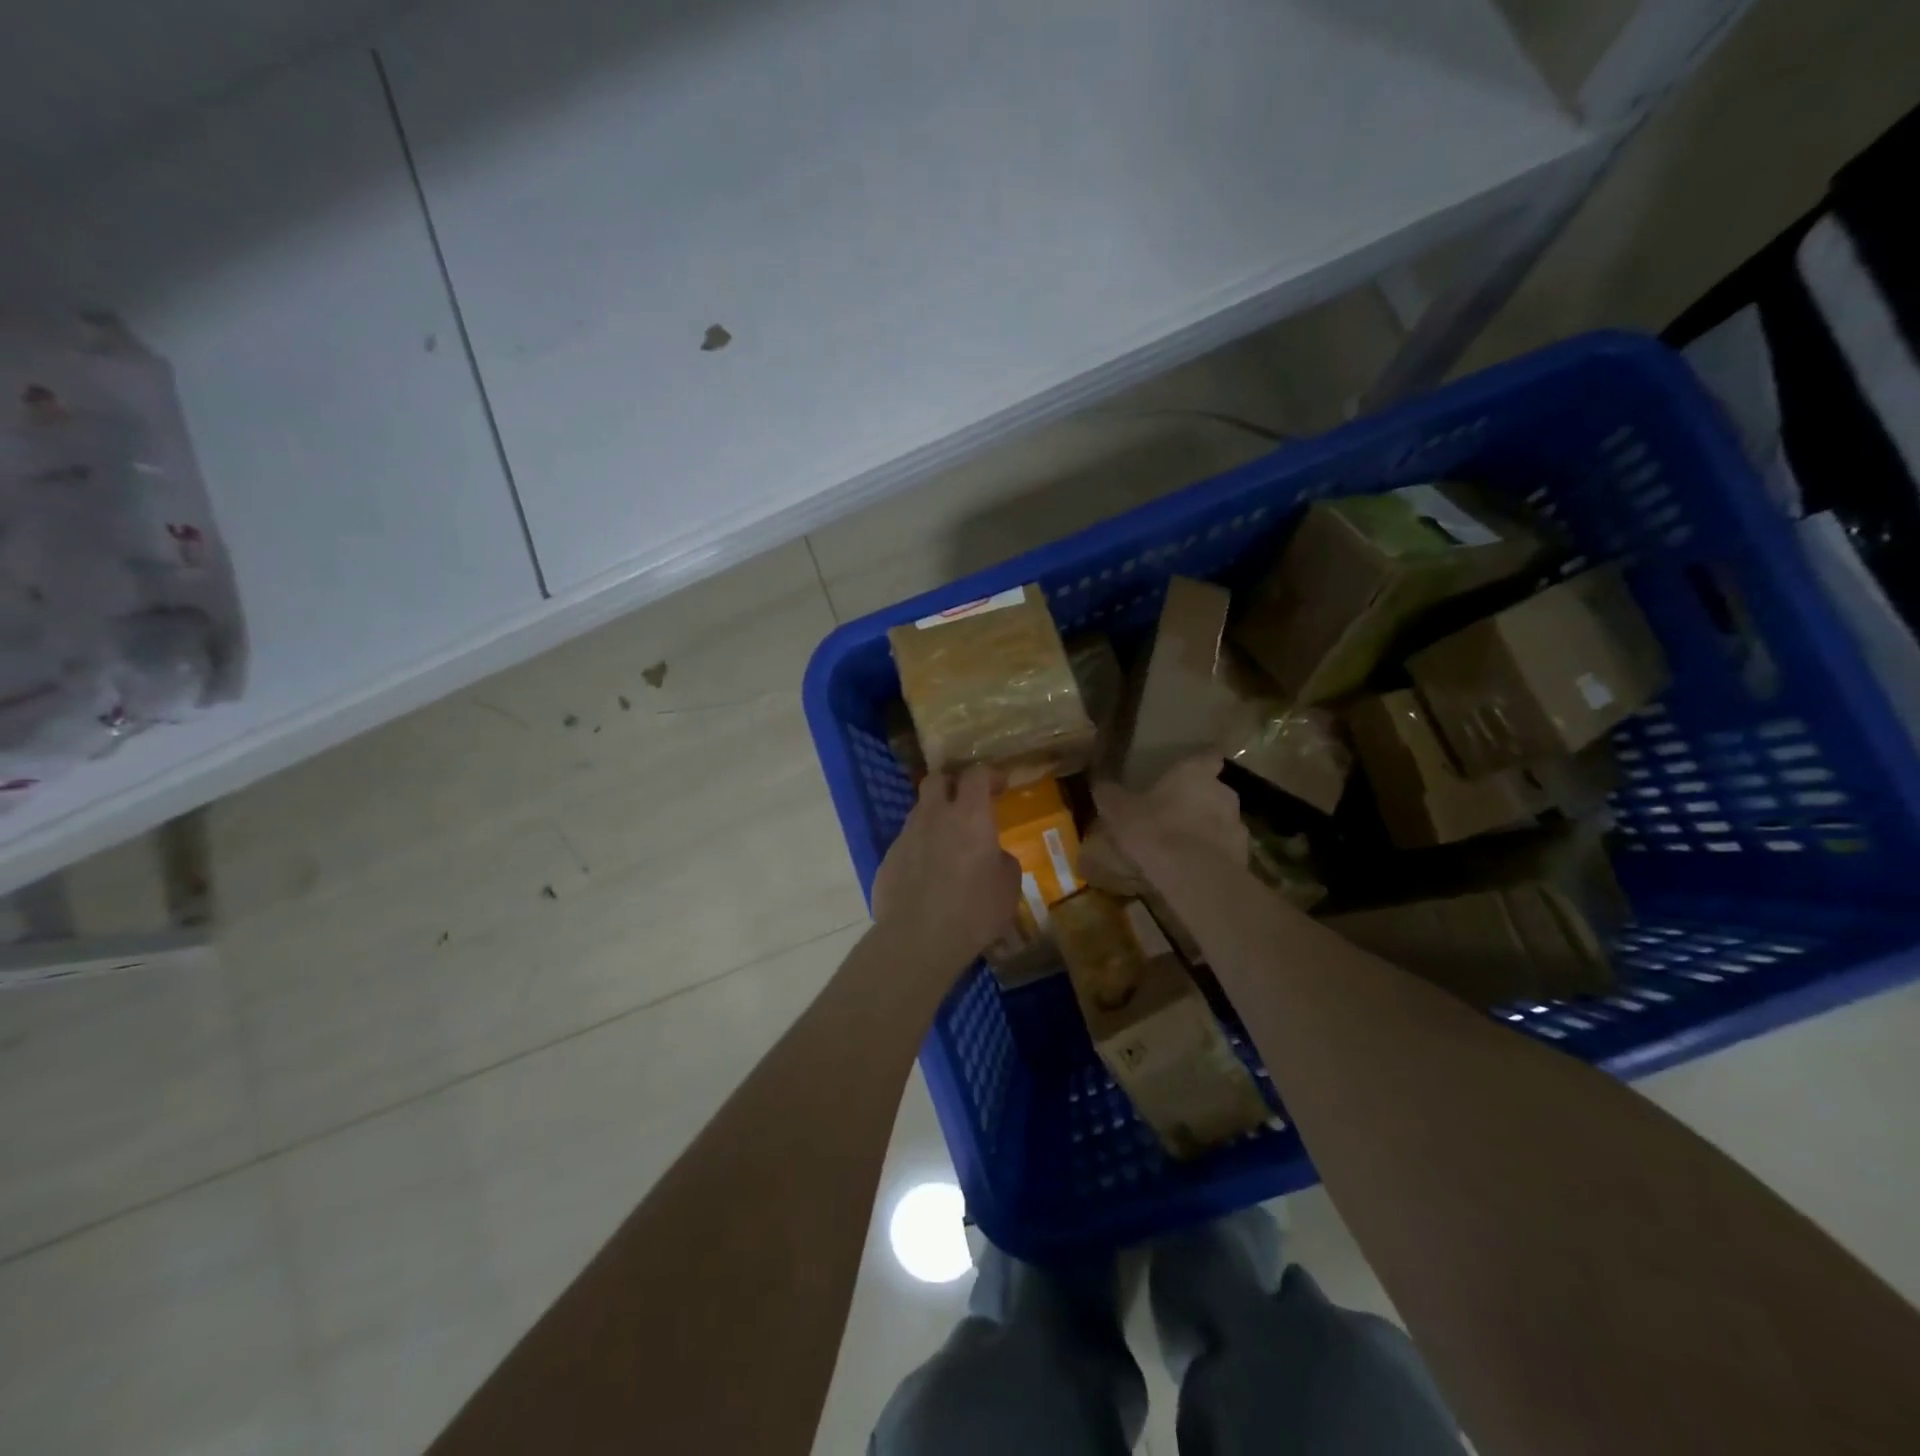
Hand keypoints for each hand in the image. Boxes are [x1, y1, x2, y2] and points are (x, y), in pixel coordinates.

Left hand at [871, 767, 1021, 974]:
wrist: (917, 938)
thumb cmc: (973, 910)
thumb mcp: (1008, 886)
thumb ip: (1002, 860)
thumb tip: (992, 855)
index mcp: (970, 815)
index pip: (976, 774)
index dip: (989, 776)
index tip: (1000, 787)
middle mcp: (935, 815)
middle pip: (937, 779)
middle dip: (952, 784)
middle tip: (966, 803)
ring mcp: (906, 835)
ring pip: (919, 811)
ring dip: (934, 819)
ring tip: (947, 846)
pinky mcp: (887, 859)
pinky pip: (907, 843)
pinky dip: (919, 850)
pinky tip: (927, 876)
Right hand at [1092, 757, 1245, 879]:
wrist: (1192, 876)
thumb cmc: (1154, 830)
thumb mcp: (1118, 811)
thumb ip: (1110, 795)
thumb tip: (1100, 784)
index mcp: (1195, 773)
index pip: (1208, 756)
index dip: (1199, 763)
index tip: (1188, 771)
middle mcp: (1223, 792)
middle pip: (1215, 790)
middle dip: (1199, 799)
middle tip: (1175, 812)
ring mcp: (1238, 824)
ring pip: (1222, 821)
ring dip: (1207, 828)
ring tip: (1183, 844)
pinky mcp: (1243, 856)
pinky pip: (1225, 849)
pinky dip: (1212, 855)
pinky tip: (1193, 868)